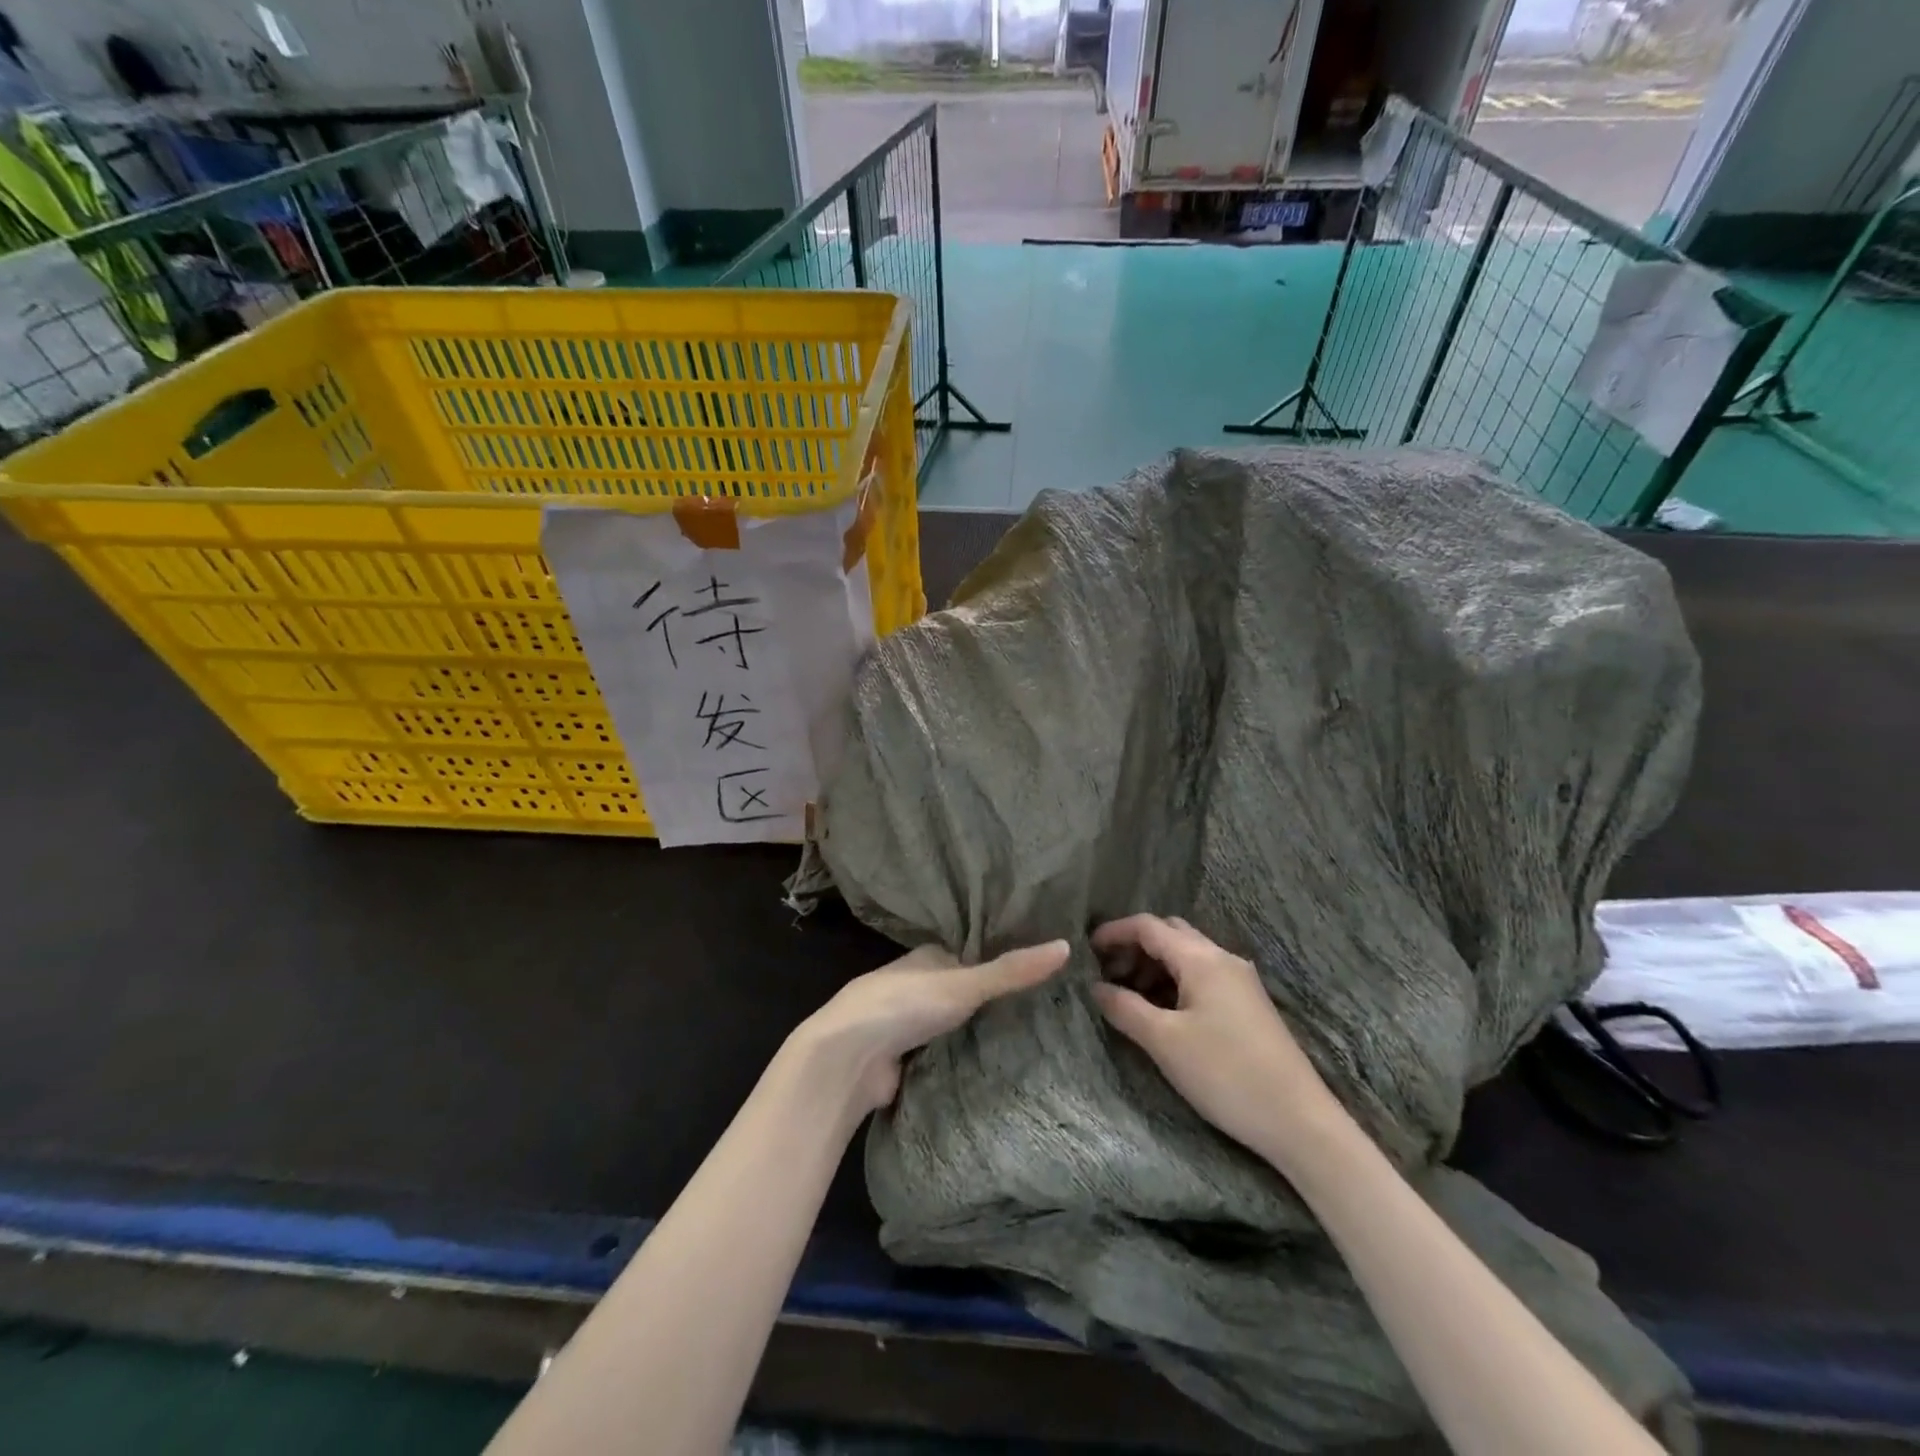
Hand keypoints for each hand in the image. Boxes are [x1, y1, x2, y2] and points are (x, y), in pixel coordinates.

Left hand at [794, 941, 1069, 1116]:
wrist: (848, 1058)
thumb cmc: (905, 1004)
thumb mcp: (964, 983)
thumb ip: (1012, 970)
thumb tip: (1067, 946)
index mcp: (928, 957)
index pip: (973, 953)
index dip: (1004, 960)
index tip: (1044, 969)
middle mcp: (918, 986)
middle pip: (965, 991)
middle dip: (995, 1000)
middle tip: (1050, 1009)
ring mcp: (910, 1024)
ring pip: (956, 1025)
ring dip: (981, 1032)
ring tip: (1037, 1038)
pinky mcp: (908, 1060)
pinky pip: (946, 1056)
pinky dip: (967, 1059)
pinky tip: (1002, 1068)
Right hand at [1092, 914, 1338, 1163]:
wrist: (1298, 1121)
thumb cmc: (1225, 1074)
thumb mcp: (1164, 1041)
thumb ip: (1125, 1008)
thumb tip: (1096, 987)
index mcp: (1202, 958)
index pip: (1149, 926)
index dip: (1114, 932)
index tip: (1086, 950)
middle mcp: (1223, 959)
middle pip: (1170, 934)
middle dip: (1135, 947)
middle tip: (1107, 973)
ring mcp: (1240, 981)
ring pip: (1187, 955)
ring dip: (1154, 966)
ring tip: (1129, 997)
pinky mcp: (1248, 1005)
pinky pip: (1202, 976)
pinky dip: (1174, 982)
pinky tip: (1162, 1012)